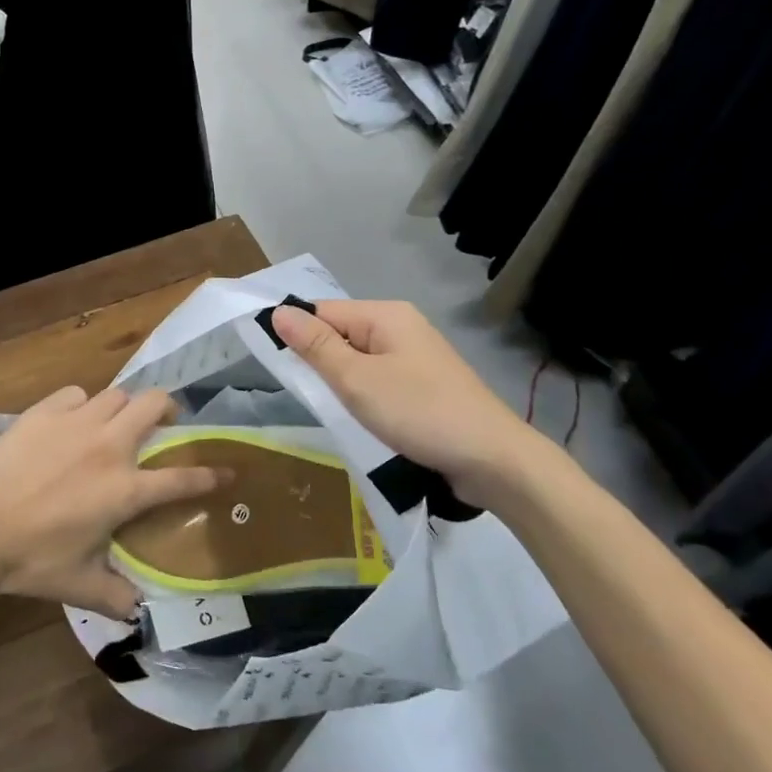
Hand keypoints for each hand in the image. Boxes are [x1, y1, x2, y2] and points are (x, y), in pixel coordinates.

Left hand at [0, 386, 225, 619]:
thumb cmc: (31, 559)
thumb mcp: (79, 586)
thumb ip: (117, 596)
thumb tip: (140, 612)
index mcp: (124, 490)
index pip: (182, 479)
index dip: (210, 475)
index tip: (228, 470)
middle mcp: (109, 446)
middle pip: (154, 404)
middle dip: (167, 409)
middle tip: (162, 425)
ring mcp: (76, 423)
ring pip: (116, 394)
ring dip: (123, 408)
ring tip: (114, 424)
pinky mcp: (44, 412)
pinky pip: (75, 394)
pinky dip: (81, 405)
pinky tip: (71, 423)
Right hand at [271, 300, 550, 509]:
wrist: (493, 460)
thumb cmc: (419, 412)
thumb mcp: (357, 380)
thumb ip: (316, 347)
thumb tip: (278, 312)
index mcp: (386, 315)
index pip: (322, 312)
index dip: (297, 336)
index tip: (278, 370)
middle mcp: (402, 327)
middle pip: (341, 334)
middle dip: (320, 362)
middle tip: (306, 395)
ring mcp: (416, 358)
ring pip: (359, 360)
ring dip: (341, 383)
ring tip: (332, 409)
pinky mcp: (424, 386)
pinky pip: (379, 380)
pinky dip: (363, 396)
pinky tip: (360, 417)